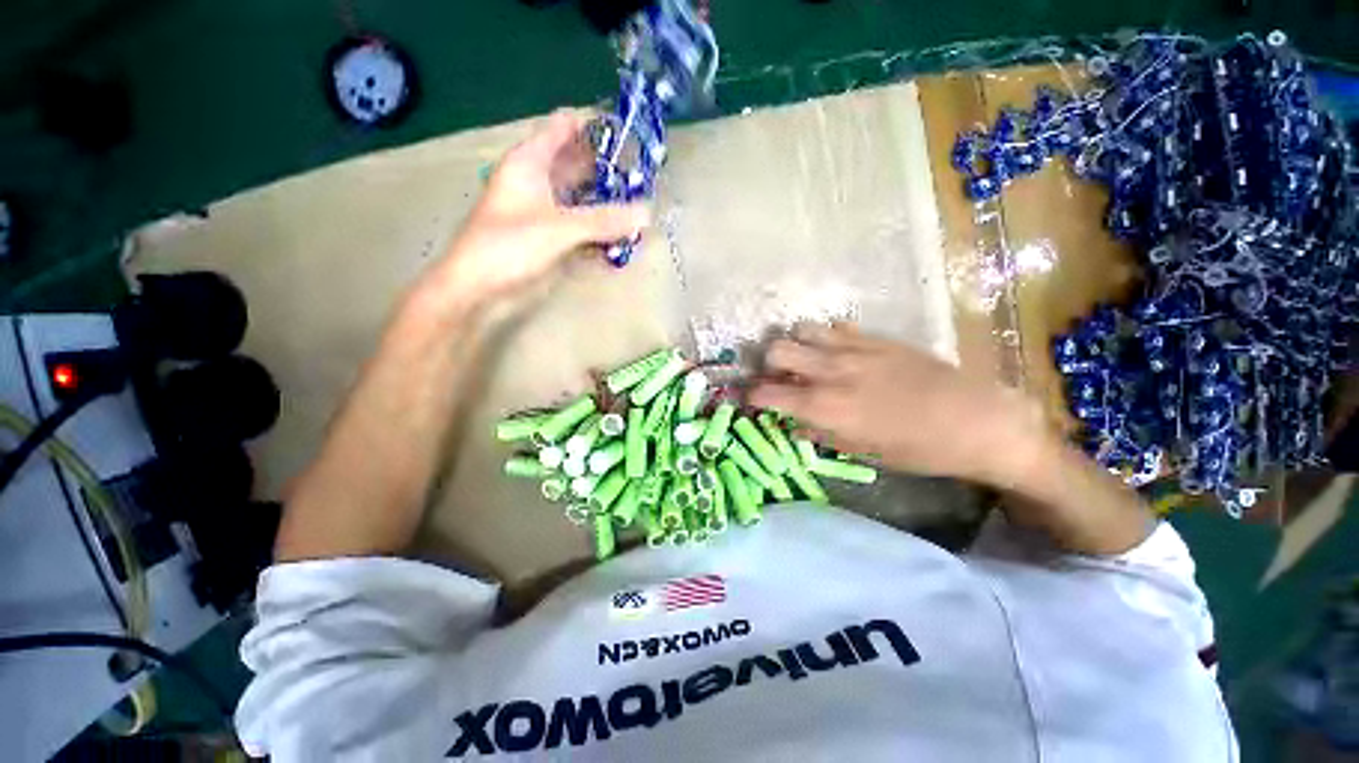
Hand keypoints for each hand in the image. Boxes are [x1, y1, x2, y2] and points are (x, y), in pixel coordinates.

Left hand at [429, 109, 650, 304]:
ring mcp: (548, 215)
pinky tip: (627, 240)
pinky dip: (604, 235)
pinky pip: (585, 232)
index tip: (632, 132)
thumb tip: (647, 213)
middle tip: (648, 175)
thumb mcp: (558, 227)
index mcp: (531, 162)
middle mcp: (541, 184)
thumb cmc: (509, 246)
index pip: (564, 127)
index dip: (595, 124)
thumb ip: (604, 220)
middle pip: (580, 166)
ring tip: (645, 205)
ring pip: (585, 202)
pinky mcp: (554, 243)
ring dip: (610, 205)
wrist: (479, 291)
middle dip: (611, 169)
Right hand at [749, 323, 1050, 486]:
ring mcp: (854, 348)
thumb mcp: (863, 452)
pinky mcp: (876, 337)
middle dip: (767, 363)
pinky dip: (825, 338)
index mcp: (826, 405)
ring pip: (802, 329)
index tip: (751, 399)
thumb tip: (795, 424)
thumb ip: (821, 433)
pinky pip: (836, 327)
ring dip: (795, 344)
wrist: (978, 420)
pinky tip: (836, 352)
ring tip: (805, 360)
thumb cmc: (918, 448)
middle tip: (777, 377)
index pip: (769, 392)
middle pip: (776, 348)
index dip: (752, 395)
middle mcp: (831, 370)